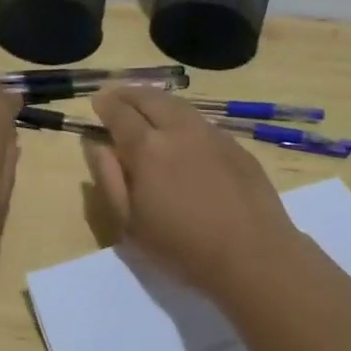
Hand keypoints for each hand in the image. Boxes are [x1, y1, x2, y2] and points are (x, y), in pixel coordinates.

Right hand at [86, 87, 301, 300]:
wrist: (253, 255)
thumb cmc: (182, 247)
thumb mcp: (131, 224)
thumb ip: (110, 180)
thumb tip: (98, 147)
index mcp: (147, 148)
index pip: (120, 114)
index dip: (106, 106)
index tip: (97, 103)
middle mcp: (179, 130)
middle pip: (150, 99)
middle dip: (130, 94)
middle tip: (118, 97)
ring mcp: (212, 134)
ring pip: (179, 105)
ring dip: (158, 101)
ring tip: (147, 107)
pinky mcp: (236, 145)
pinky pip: (202, 122)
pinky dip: (183, 118)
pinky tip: (183, 132)